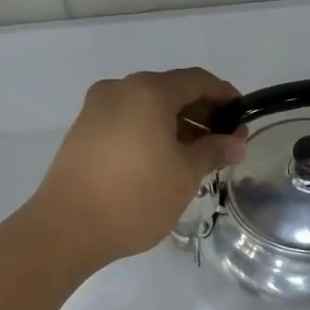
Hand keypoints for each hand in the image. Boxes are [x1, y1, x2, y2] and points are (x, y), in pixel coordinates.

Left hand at [31, 68, 246, 268]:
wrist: (66, 228)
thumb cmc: (135, 197)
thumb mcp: (185, 176)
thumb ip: (213, 152)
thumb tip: (235, 143)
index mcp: (148, 91)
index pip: (197, 80)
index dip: (225, 96)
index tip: (243, 117)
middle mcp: (120, 90)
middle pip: (171, 90)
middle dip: (201, 112)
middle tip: (224, 141)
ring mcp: (96, 109)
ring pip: (147, 106)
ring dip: (176, 124)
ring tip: (198, 155)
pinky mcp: (83, 130)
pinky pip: (127, 120)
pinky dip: (151, 131)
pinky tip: (164, 159)